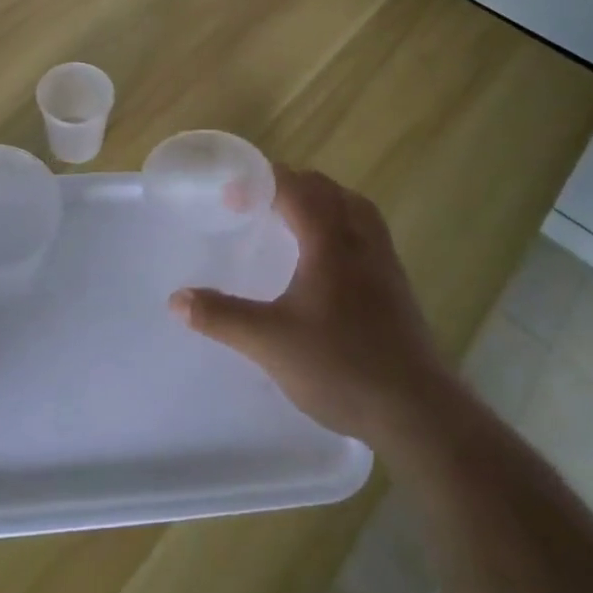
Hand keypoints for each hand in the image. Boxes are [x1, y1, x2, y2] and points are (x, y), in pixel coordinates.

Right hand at [169, 166, 443, 445]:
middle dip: (290, 185)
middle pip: (327, 190)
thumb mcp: (270, 342)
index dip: (262, 182)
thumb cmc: (340, 365)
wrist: (416, 410)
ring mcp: (384, 261)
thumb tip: (176, 299)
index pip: (295, 188)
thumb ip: (221, 316)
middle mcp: (360, 239)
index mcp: (330, 240)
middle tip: (257, 203)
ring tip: (293, 218)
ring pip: (353, 207)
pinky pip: (366, 231)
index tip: (231, 194)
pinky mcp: (397, 284)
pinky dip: (341, 224)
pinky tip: (328, 257)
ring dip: (321, 201)